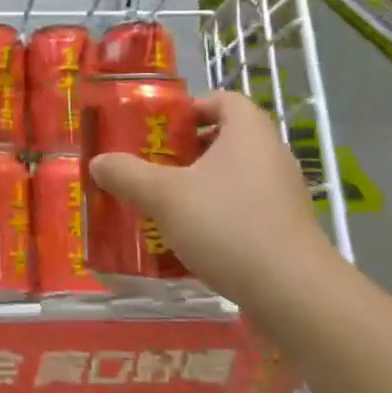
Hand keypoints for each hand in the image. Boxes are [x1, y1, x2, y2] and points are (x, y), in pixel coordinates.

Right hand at [88, 90, 333, 302]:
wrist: (293, 292)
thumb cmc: (227, 224)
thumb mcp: (164, 196)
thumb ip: (127, 174)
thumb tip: (98, 162)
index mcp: (248, 131)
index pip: (223, 99)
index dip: (191, 108)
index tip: (160, 129)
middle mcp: (272, 154)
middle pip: (227, 138)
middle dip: (188, 150)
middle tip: (153, 165)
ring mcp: (284, 193)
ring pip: (235, 175)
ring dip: (201, 185)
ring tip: (166, 204)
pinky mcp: (287, 229)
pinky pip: (246, 207)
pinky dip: (219, 214)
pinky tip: (193, 238)